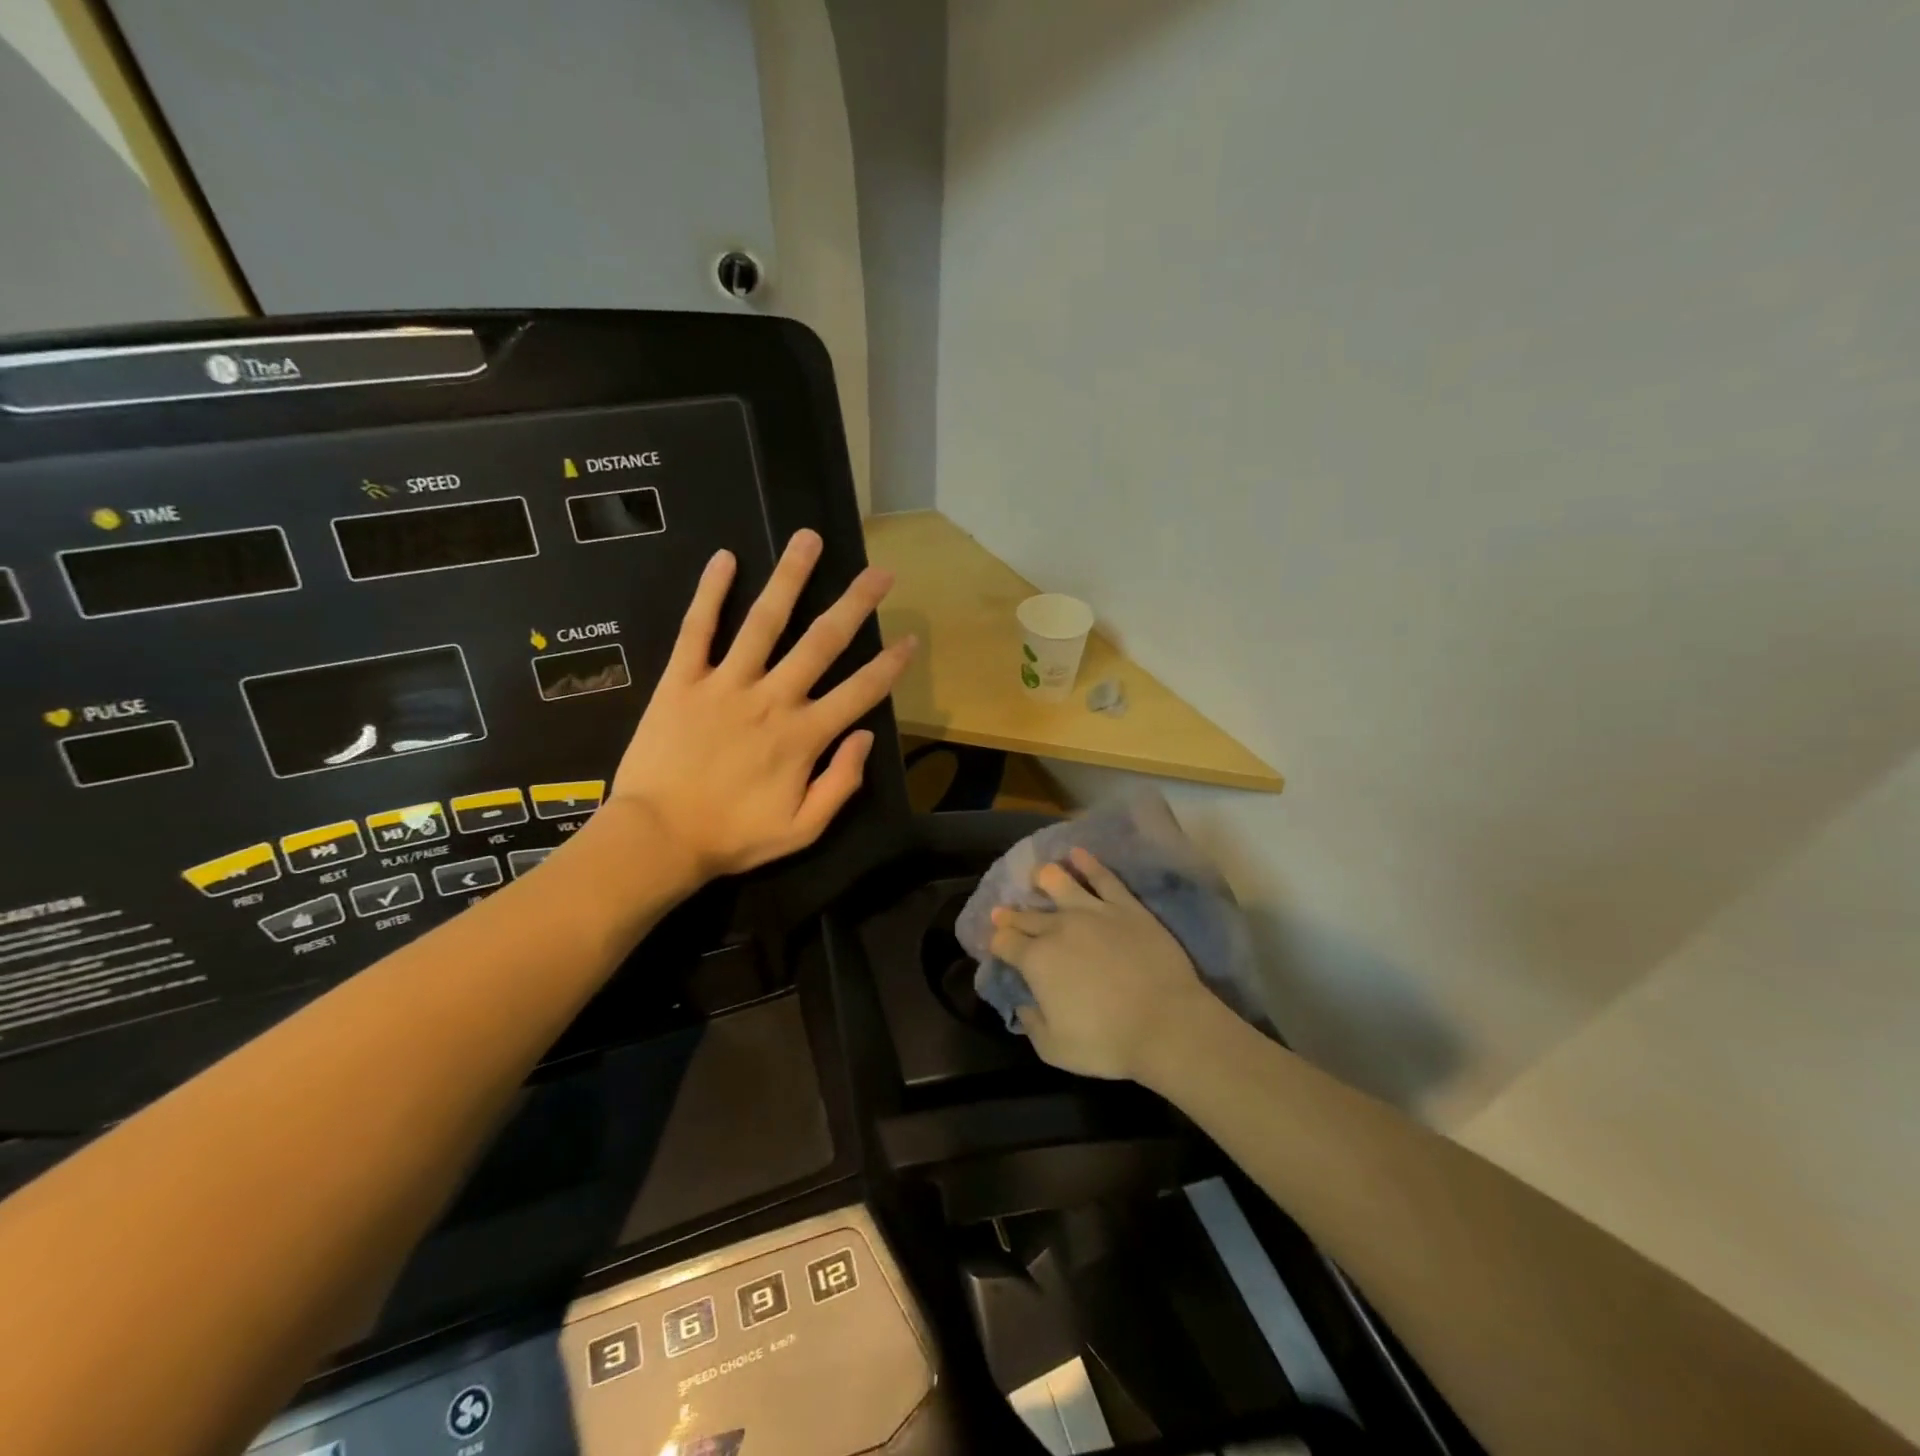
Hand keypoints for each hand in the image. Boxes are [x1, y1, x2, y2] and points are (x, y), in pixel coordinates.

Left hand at [610, 529, 914, 880]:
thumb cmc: (733, 837)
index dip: (890, 665)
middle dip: (854, 604)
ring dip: (790, 578)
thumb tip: (866, 737)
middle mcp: (772, 699)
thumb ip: (841, 784)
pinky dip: (710, 593)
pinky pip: (697, 629)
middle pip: (821, 642)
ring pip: (764, 622)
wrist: (656, 839)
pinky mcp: (682, 680)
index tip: (909, 639)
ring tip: (808, 539)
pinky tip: (725, 559)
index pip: (860, 692)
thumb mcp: (803, 829)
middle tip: (879, 572)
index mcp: (804, 737)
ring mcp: (725, 684)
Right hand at [988, 848, 1218, 1082]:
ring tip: (1038, 872)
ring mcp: (1093, 912)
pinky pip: (1103, 878)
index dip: (996, 941)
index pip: (1005, 942)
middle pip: (1027, 915)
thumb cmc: (1107, 1042)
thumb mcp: (1055, 1049)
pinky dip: (1088, 863)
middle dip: (1011, 914)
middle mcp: (1058, 928)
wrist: (1166, 1023)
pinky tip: (1078, 853)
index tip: (995, 942)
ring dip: (1044, 877)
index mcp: (1036, 960)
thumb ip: (1032, 1024)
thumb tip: (1024, 1005)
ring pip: (1061, 884)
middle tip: (1002, 911)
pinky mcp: (1125, 907)